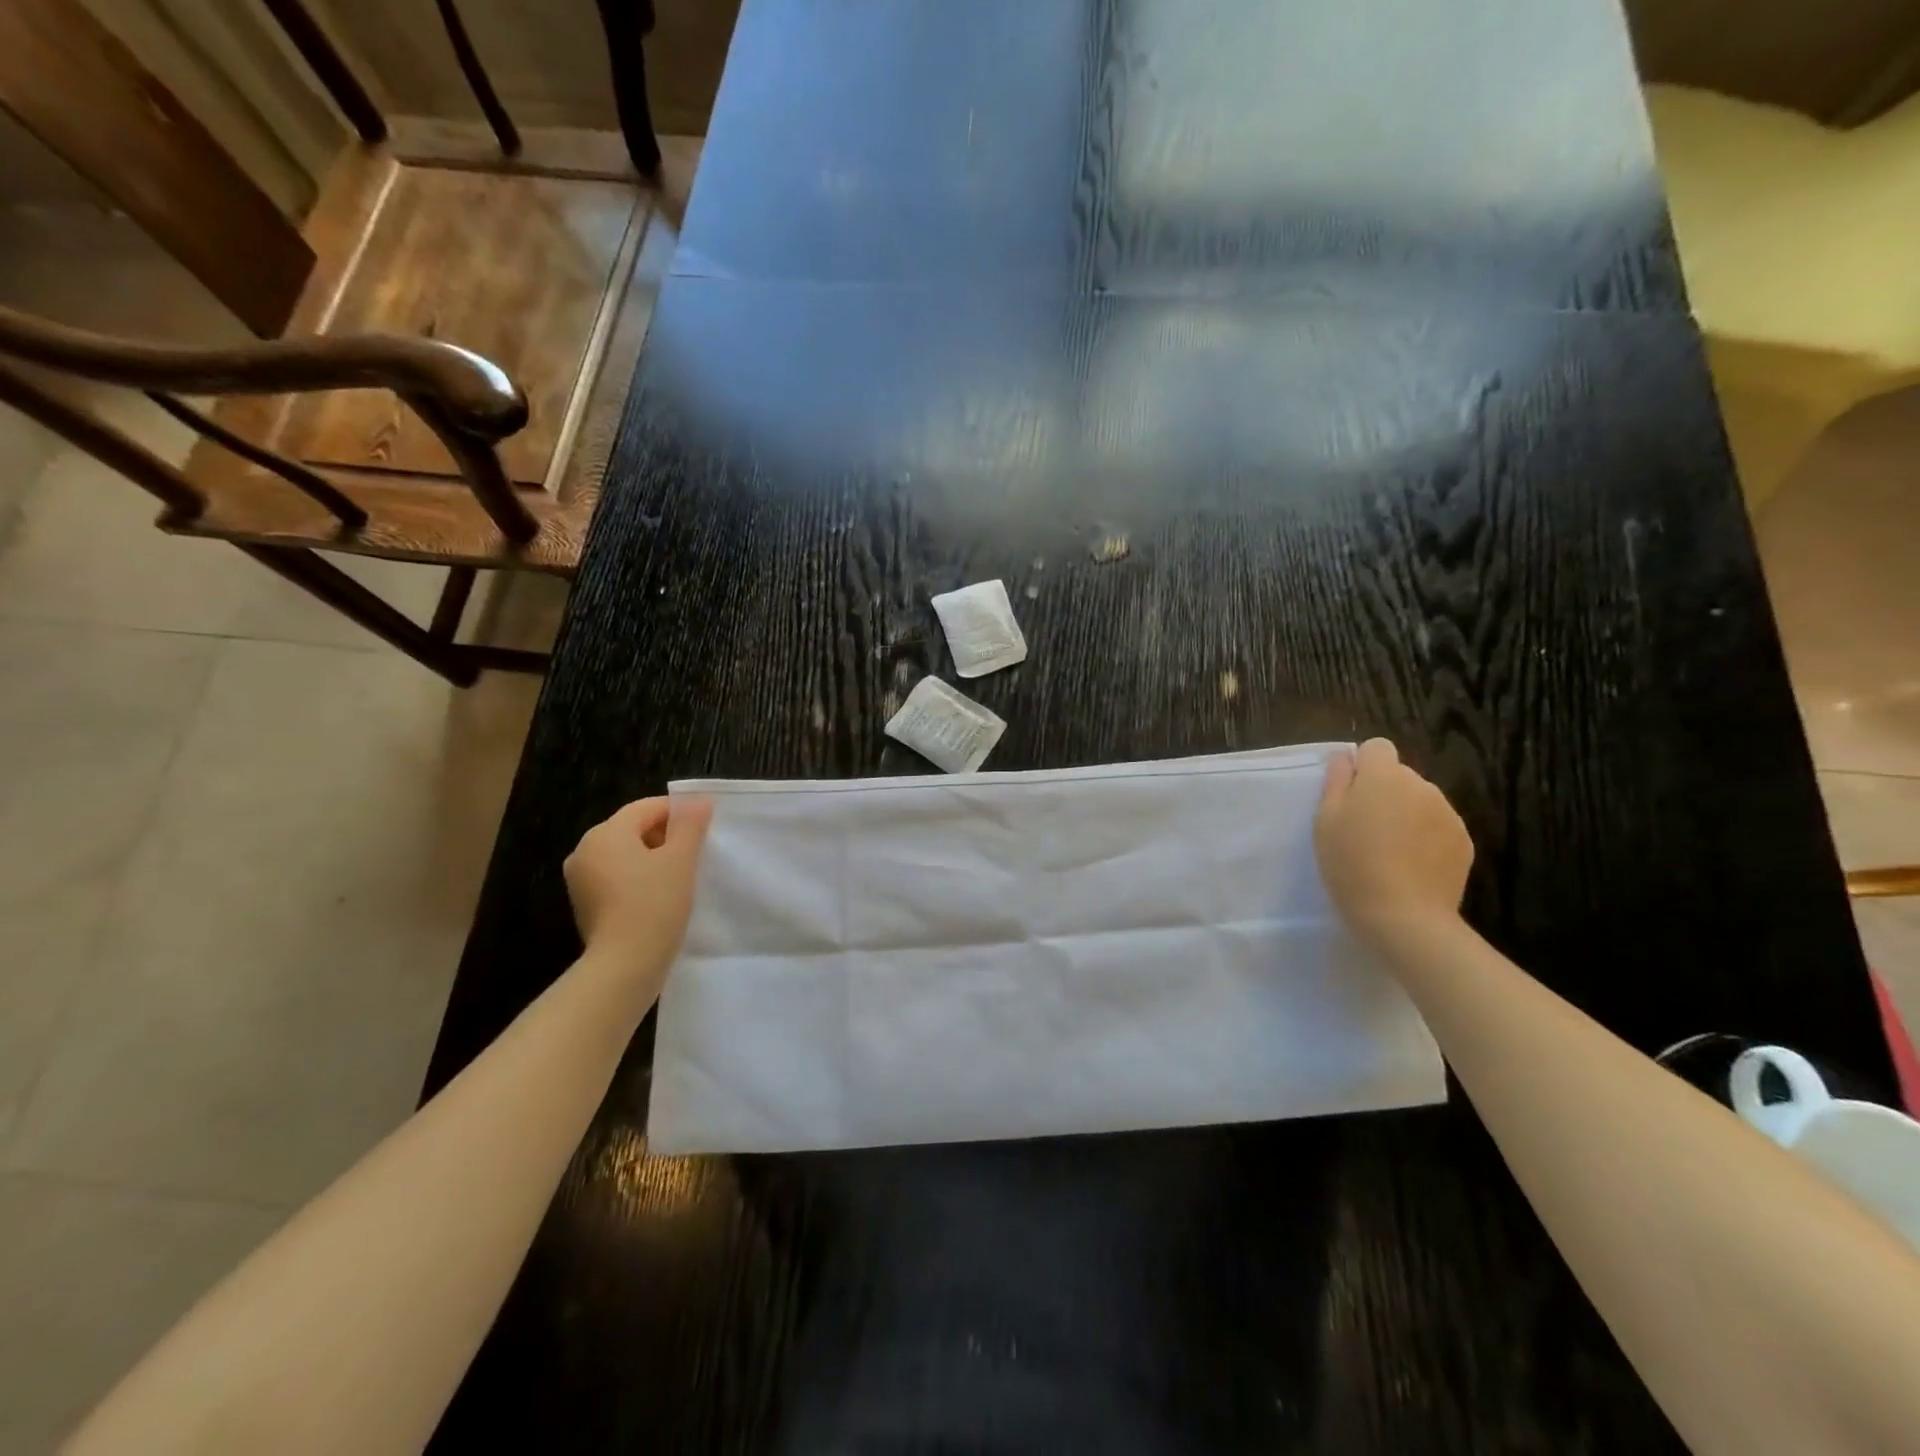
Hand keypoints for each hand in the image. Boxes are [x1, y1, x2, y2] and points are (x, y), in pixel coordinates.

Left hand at [563, 796, 713, 992]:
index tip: (705, 827)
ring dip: (652, 858)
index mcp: (605, 833)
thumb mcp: (680, 860)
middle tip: (696, 853)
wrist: (624, 967)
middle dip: (665, 836)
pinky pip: (616, 878)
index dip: (678, 812)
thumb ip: (690, 826)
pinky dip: (638, 879)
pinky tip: (660, 896)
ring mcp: (580, 880)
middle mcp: (585, 850)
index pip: (646, 808)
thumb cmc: (654, 905)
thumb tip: (699, 801)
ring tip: (681, 876)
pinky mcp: (585, 905)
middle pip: (632, 829)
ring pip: (624, 855)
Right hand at [1315, 739, 1472, 945]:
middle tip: (1365, 829)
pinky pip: (1438, 826)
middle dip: (1384, 792)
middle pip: (1399, 775)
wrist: (1404, 915)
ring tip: (1390, 851)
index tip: (1350, 795)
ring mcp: (1447, 813)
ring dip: (1406, 814)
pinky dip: (1425, 838)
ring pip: (1420, 801)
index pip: (1377, 747)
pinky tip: (1411, 865)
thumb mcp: (1325, 821)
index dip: (1362, 766)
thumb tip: (1345, 758)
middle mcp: (1421, 785)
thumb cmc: (1352, 863)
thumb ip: (1336, 781)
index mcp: (1383, 776)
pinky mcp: (1463, 841)